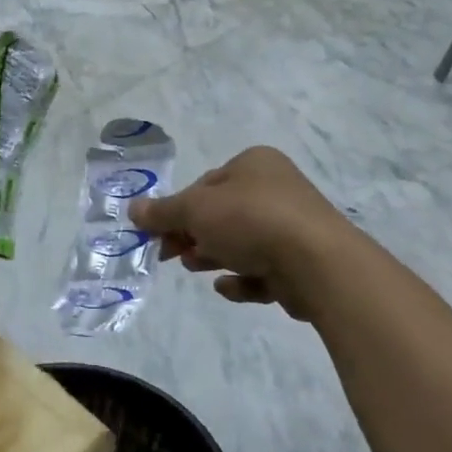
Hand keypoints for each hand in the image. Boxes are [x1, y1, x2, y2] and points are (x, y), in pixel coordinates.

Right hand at [129, 147, 355, 319]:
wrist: (317, 263)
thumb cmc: (251, 221)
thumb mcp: (196, 210)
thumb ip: (163, 212)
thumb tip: (133, 210)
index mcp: (254, 164)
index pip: (205, 184)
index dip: (177, 210)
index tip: (157, 234)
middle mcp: (276, 189)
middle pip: (222, 214)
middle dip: (193, 235)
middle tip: (170, 254)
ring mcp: (293, 227)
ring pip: (241, 242)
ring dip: (213, 256)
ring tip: (195, 268)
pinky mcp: (302, 263)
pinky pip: (263, 269)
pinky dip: (243, 279)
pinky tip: (228, 287)